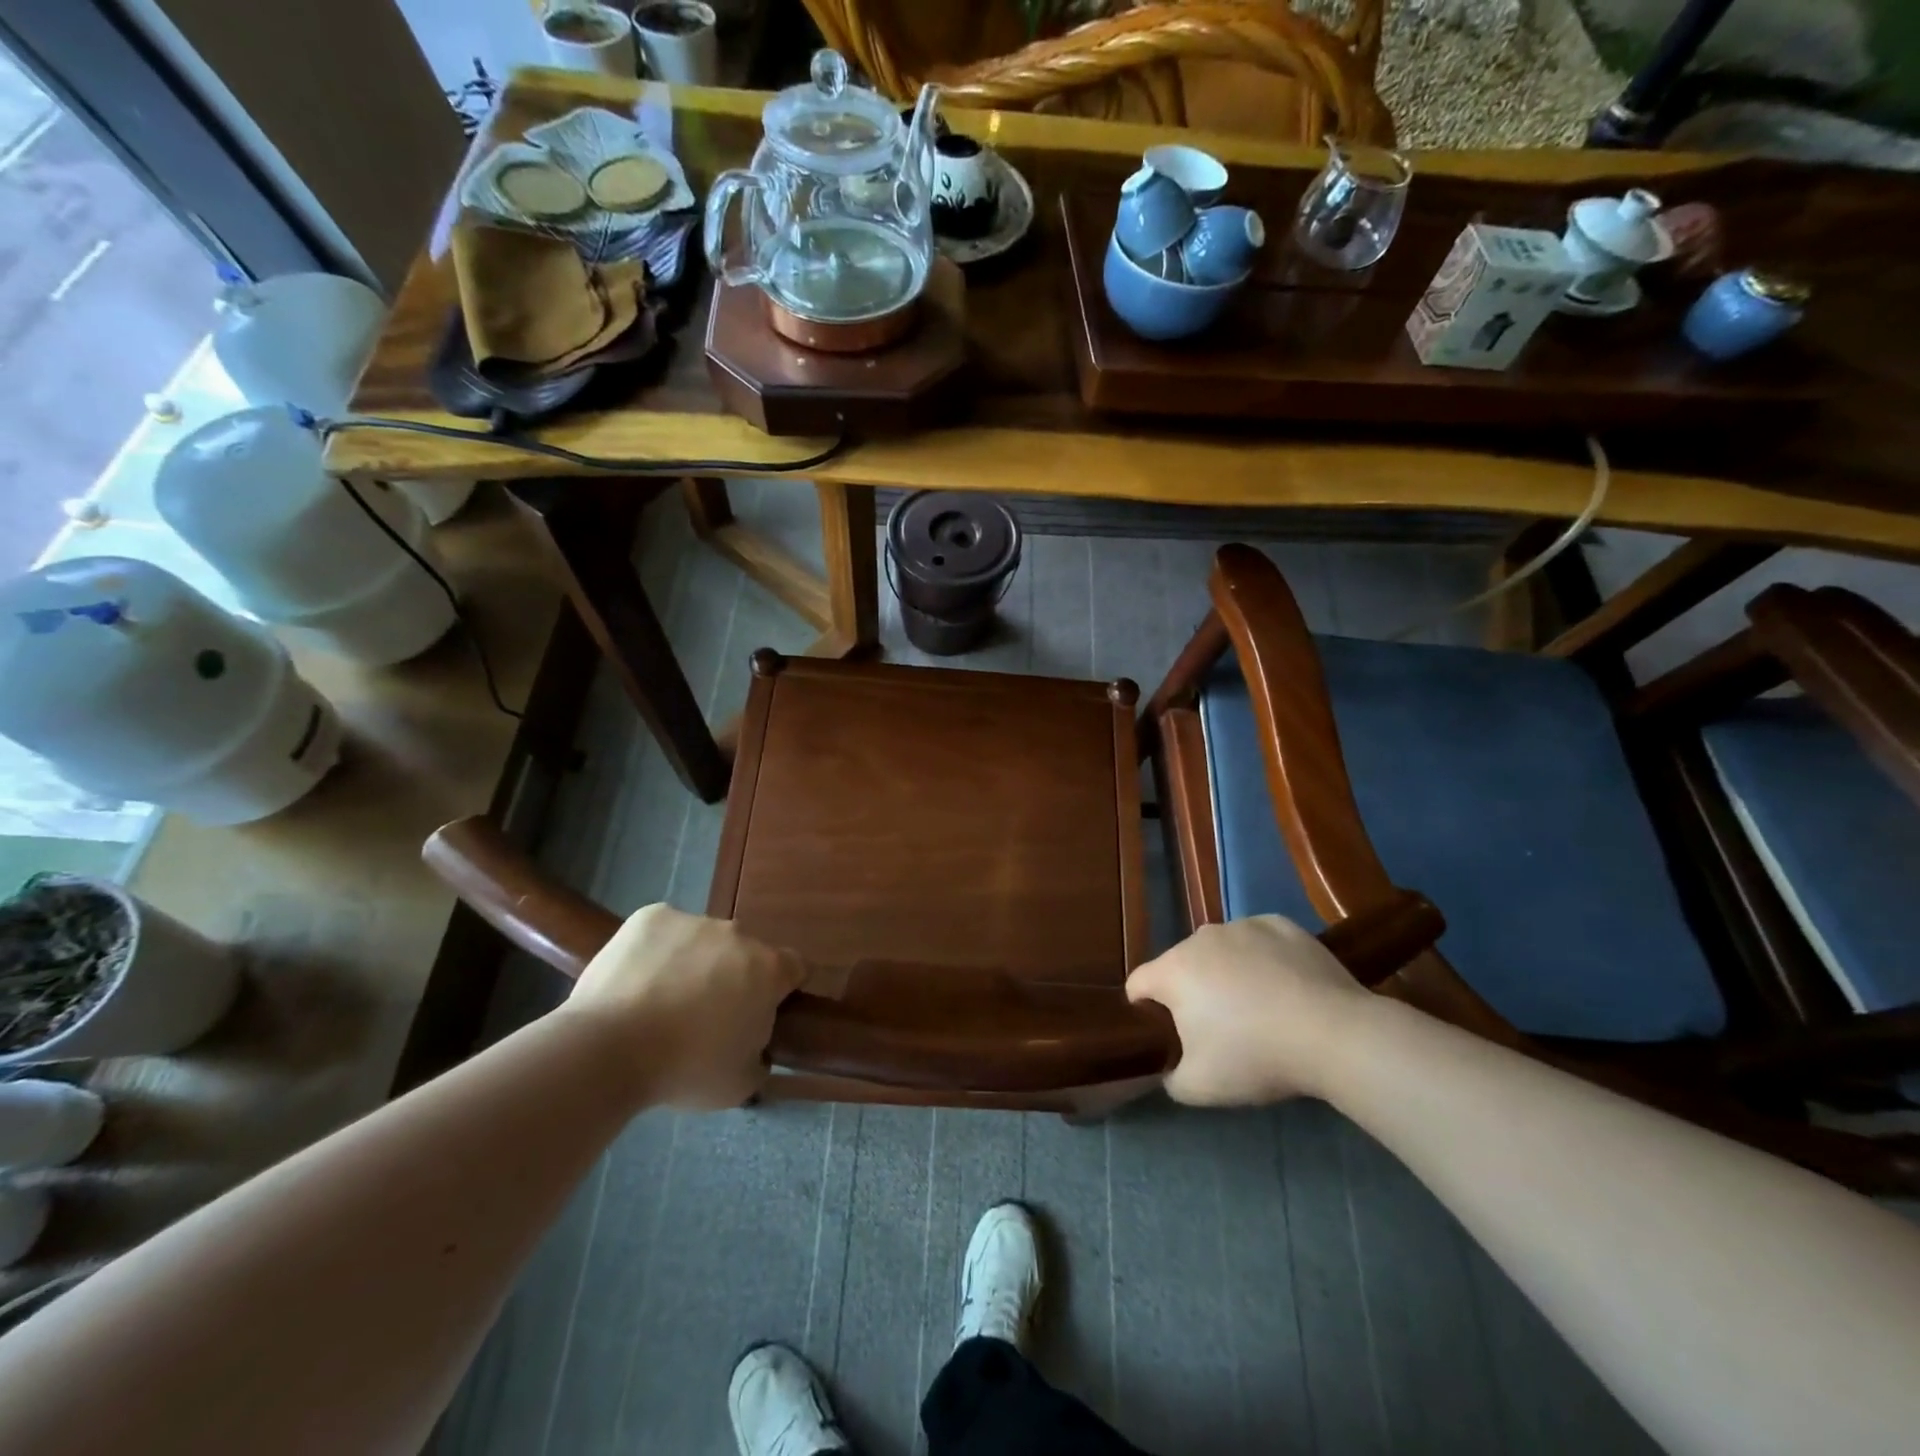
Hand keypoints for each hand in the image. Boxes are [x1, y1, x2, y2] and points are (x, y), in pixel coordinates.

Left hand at [566, 904, 806, 1108]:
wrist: (609, 1049)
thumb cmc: (685, 1069)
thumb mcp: (740, 1083)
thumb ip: (759, 1057)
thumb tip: (754, 1048)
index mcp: (768, 969)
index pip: (794, 968)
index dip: (781, 990)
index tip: (760, 1013)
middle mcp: (738, 934)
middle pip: (744, 953)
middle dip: (732, 977)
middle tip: (704, 1017)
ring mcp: (693, 920)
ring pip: (702, 941)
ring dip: (693, 963)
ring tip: (659, 1003)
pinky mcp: (651, 916)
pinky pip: (663, 932)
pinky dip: (656, 951)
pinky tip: (635, 982)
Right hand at [1126, 916, 1369, 1105]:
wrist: (1335, 1035)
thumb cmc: (1257, 1057)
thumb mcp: (1200, 1088)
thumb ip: (1170, 1077)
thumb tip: (1169, 1068)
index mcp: (1173, 970)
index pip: (1138, 984)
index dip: (1145, 1012)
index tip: (1168, 1037)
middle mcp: (1200, 938)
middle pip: (1181, 966)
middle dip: (1191, 993)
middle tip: (1220, 1030)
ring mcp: (1242, 926)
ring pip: (1220, 951)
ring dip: (1226, 973)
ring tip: (1260, 1008)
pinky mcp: (1279, 924)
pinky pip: (1258, 941)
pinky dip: (1262, 959)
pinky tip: (1286, 987)